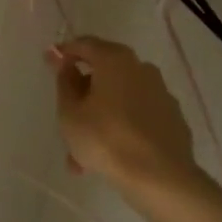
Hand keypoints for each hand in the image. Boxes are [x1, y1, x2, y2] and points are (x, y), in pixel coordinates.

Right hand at [48, 36, 199, 192]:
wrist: (160, 177)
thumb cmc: (105, 138)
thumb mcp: (70, 113)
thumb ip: (65, 83)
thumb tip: (66, 65)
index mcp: (115, 60)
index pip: (84, 45)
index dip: (64, 52)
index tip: (49, 62)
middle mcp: (141, 68)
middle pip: (104, 73)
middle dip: (83, 94)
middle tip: (66, 117)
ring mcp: (161, 94)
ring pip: (120, 100)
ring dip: (100, 118)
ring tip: (82, 155)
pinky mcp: (172, 119)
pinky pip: (137, 117)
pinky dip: (122, 129)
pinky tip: (110, 158)